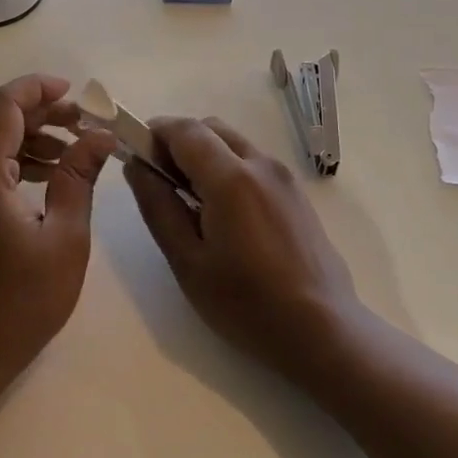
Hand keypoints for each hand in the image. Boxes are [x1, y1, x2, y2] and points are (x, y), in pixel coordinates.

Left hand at [0, 74, 119, 381]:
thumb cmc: (22, 300)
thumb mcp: (65, 237)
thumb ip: (79, 178)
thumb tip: (100, 138)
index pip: (3, 105)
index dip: (38, 88)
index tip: (77, 95)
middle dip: (42, 110)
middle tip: (86, 123)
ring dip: (33, 134)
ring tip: (77, 148)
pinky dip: (20, 159)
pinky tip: (53, 175)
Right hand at [125, 118, 359, 382]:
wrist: (322, 329)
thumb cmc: (246, 303)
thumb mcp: (188, 261)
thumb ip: (158, 207)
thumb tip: (137, 166)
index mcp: (230, 178)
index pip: (185, 129)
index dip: (154, 132)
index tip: (135, 154)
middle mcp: (260, 164)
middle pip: (211, 128)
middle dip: (178, 141)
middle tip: (159, 179)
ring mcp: (283, 176)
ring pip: (233, 142)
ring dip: (204, 154)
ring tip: (189, 199)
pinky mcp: (296, 192)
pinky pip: (253, 162)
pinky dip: (228, 167)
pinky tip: (223, 212)